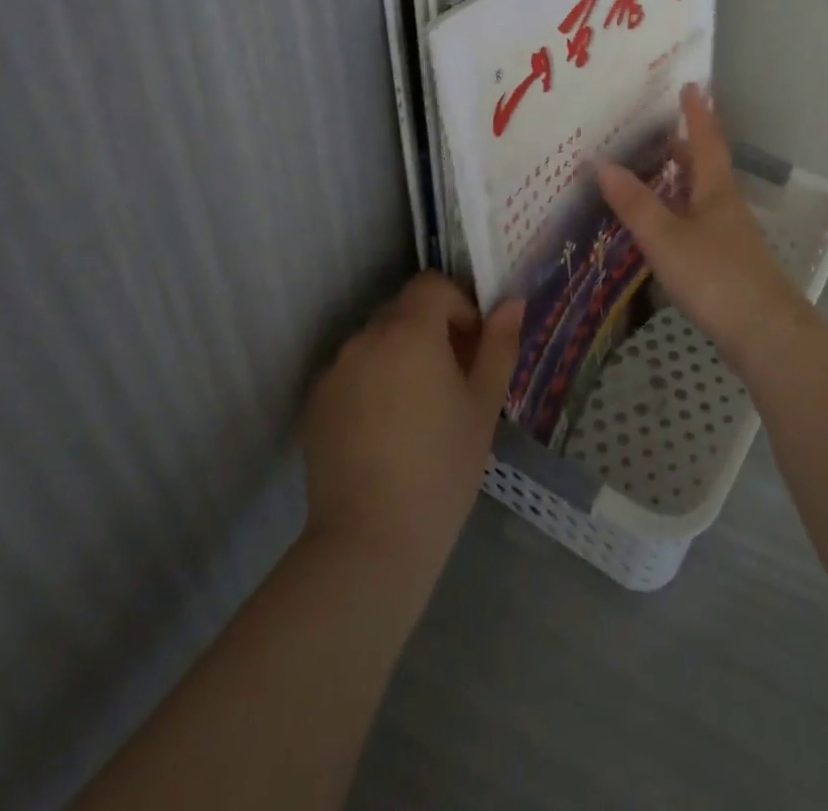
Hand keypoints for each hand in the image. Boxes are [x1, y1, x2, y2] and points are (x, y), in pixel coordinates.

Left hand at [300, 273, 522, 577]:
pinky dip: (374, 382)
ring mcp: (334, 371)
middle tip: (453, 378)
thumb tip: (511, 303)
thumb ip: (499, 345)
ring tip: (419, 409)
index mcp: (408, 332)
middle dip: (432, 330)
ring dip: (401, 355)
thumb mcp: (484, 404)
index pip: (432, 285)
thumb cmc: (442, 467)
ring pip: (377, 342)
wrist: (370, 541)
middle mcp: (364, 338)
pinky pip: (353, 372)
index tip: (472, 346)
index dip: (459, 304)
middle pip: (403, 311)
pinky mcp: (315, 403)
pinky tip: (387, 431)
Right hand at [599, 83, 811, 371]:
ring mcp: (730, 235)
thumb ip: (635, 204)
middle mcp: (726, 205)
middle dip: (683, 146)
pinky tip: (661, 228)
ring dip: (679, 181)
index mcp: (716, 189)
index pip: (706, 140)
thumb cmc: (716, 277)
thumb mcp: (666, 238)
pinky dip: (678, 213)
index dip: (696, 113)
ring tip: (649, 174)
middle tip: (654, 132)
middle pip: (705, 166)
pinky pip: (698, 223)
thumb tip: (603, 163)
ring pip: (701, 196)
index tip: (691, 85)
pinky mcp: (727, 262)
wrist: (765, 333)